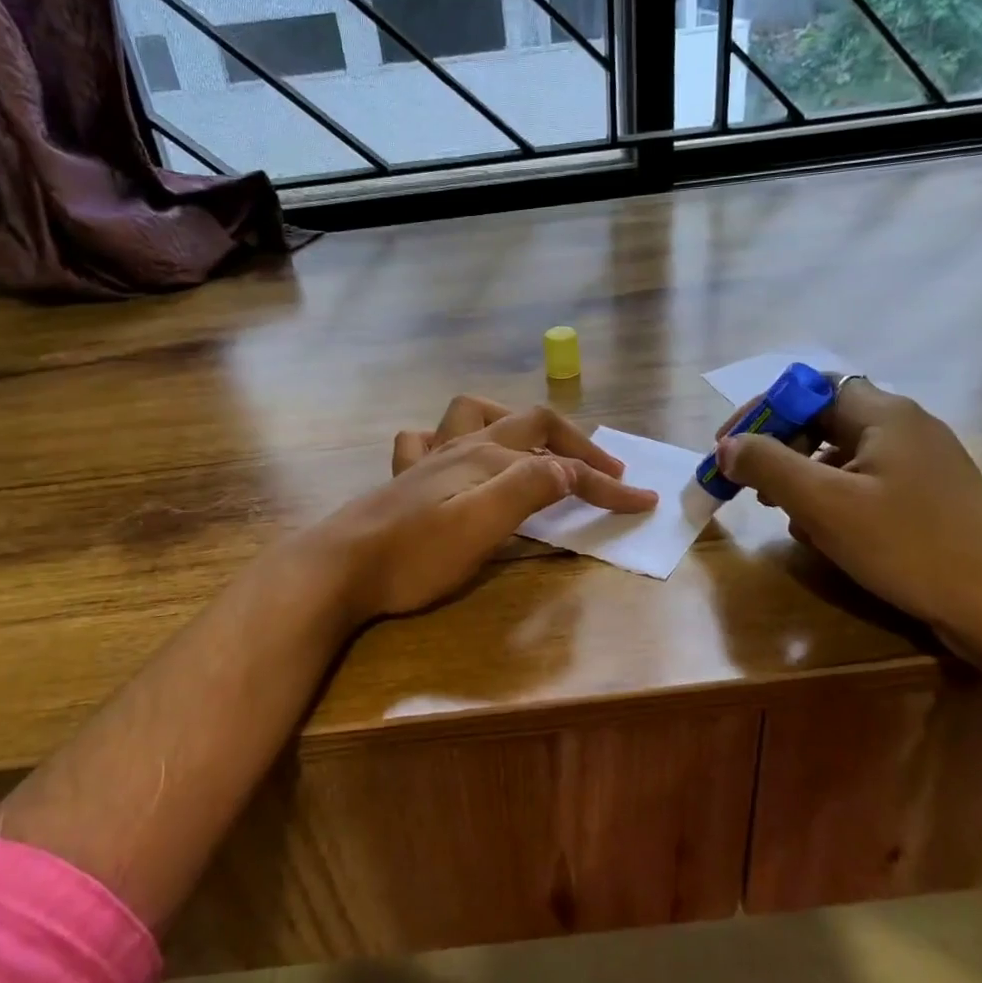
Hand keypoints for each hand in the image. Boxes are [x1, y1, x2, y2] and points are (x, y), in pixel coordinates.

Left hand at [326, 396, 657, 619]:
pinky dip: (451, 441)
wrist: (339, 567)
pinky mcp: (404, 479)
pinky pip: (427, 440)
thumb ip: (528, 489)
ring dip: (512, 422)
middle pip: (529, 424)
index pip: (560, 466)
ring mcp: (429, 459)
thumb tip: (568, 469)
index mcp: (488, 459)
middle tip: (604, 470)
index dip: (605, 484)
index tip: (642, 503)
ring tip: (533, 447)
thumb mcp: (481, 526)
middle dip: (574, 444)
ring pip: (475, 415)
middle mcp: (462, 448)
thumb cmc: (414, 555)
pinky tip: (455, 460)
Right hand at [715, 379, 981, 693]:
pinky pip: (867, 484)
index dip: (762, 412)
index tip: (727, 448)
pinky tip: (824, 535)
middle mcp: (906, 427)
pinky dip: (834, 499)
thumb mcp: (825, 505)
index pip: (808, 388)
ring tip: (782, 514)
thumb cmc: (910, 547)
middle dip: (779, 449)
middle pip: (824, 419)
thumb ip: (769, 466)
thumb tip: (727, 445)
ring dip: (803, 477)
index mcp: (883, 415)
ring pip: (843, 455)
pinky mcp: (931, 498)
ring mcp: (923, 464)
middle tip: (750, 485)